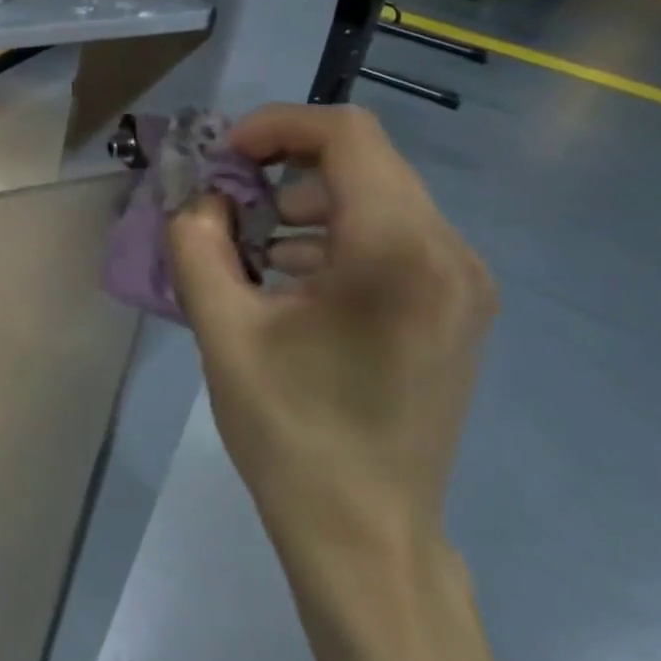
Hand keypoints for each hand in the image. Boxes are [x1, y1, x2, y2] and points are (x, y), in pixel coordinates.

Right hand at [167, 104, 494, 575]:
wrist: (367, 534)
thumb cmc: (291, 433)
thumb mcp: (222, 330)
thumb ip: (197, 244)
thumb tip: (201, 201)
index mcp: (397, 252)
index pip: (347, 134)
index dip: (276, 126)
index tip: (223, 157)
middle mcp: (450, 253)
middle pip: (364, 161)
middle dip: (284, 166)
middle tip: (226, 202)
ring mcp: (463, 284)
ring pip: (378, 198)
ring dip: (307, 202)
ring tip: (250, 247)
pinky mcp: (457, 309)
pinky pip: (394, 238)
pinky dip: (335, 236)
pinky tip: (290, 280)